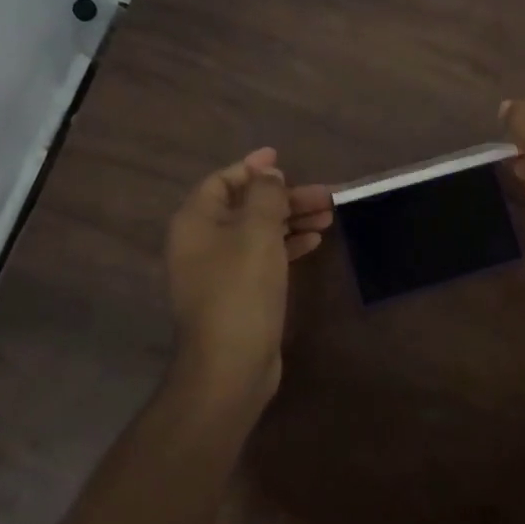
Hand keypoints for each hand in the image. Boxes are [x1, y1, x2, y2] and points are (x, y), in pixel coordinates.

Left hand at [164, 148, 333, 405]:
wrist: (230, 365)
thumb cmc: (241, 288)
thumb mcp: (257, 231)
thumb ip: (265, 195)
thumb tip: (268, 174)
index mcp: (196, 221)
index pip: (223, 180)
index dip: (253, 167)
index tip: (282, 158)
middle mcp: (201, 242)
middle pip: (246, 206)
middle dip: (285, 197)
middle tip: (325, 195)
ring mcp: (218, 271)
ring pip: (258, 232)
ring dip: (292, 220)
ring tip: (329, 216)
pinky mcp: (236, 294)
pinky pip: (262, 256)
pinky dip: (286, 245)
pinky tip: (314, 242)